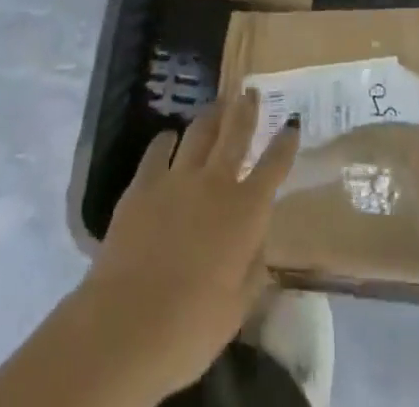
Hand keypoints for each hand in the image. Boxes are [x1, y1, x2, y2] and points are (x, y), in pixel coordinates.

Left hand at [76, 90, 300, 401]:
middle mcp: (216, 183)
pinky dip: (167, 139)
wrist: (127, 325)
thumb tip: (258, 240)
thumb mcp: (237, 309)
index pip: (274, 166)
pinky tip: (169, 138)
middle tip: (249, 91)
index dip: (285, 142)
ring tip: (216, 106)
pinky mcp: (143, 183)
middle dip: (246, 109)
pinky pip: (159, 148)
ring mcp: (177, 177)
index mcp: (246, 212)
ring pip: (199, 132)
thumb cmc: (191, 328)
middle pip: (236, 133)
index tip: (292, 122)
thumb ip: (253, 268)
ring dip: (211, 116)